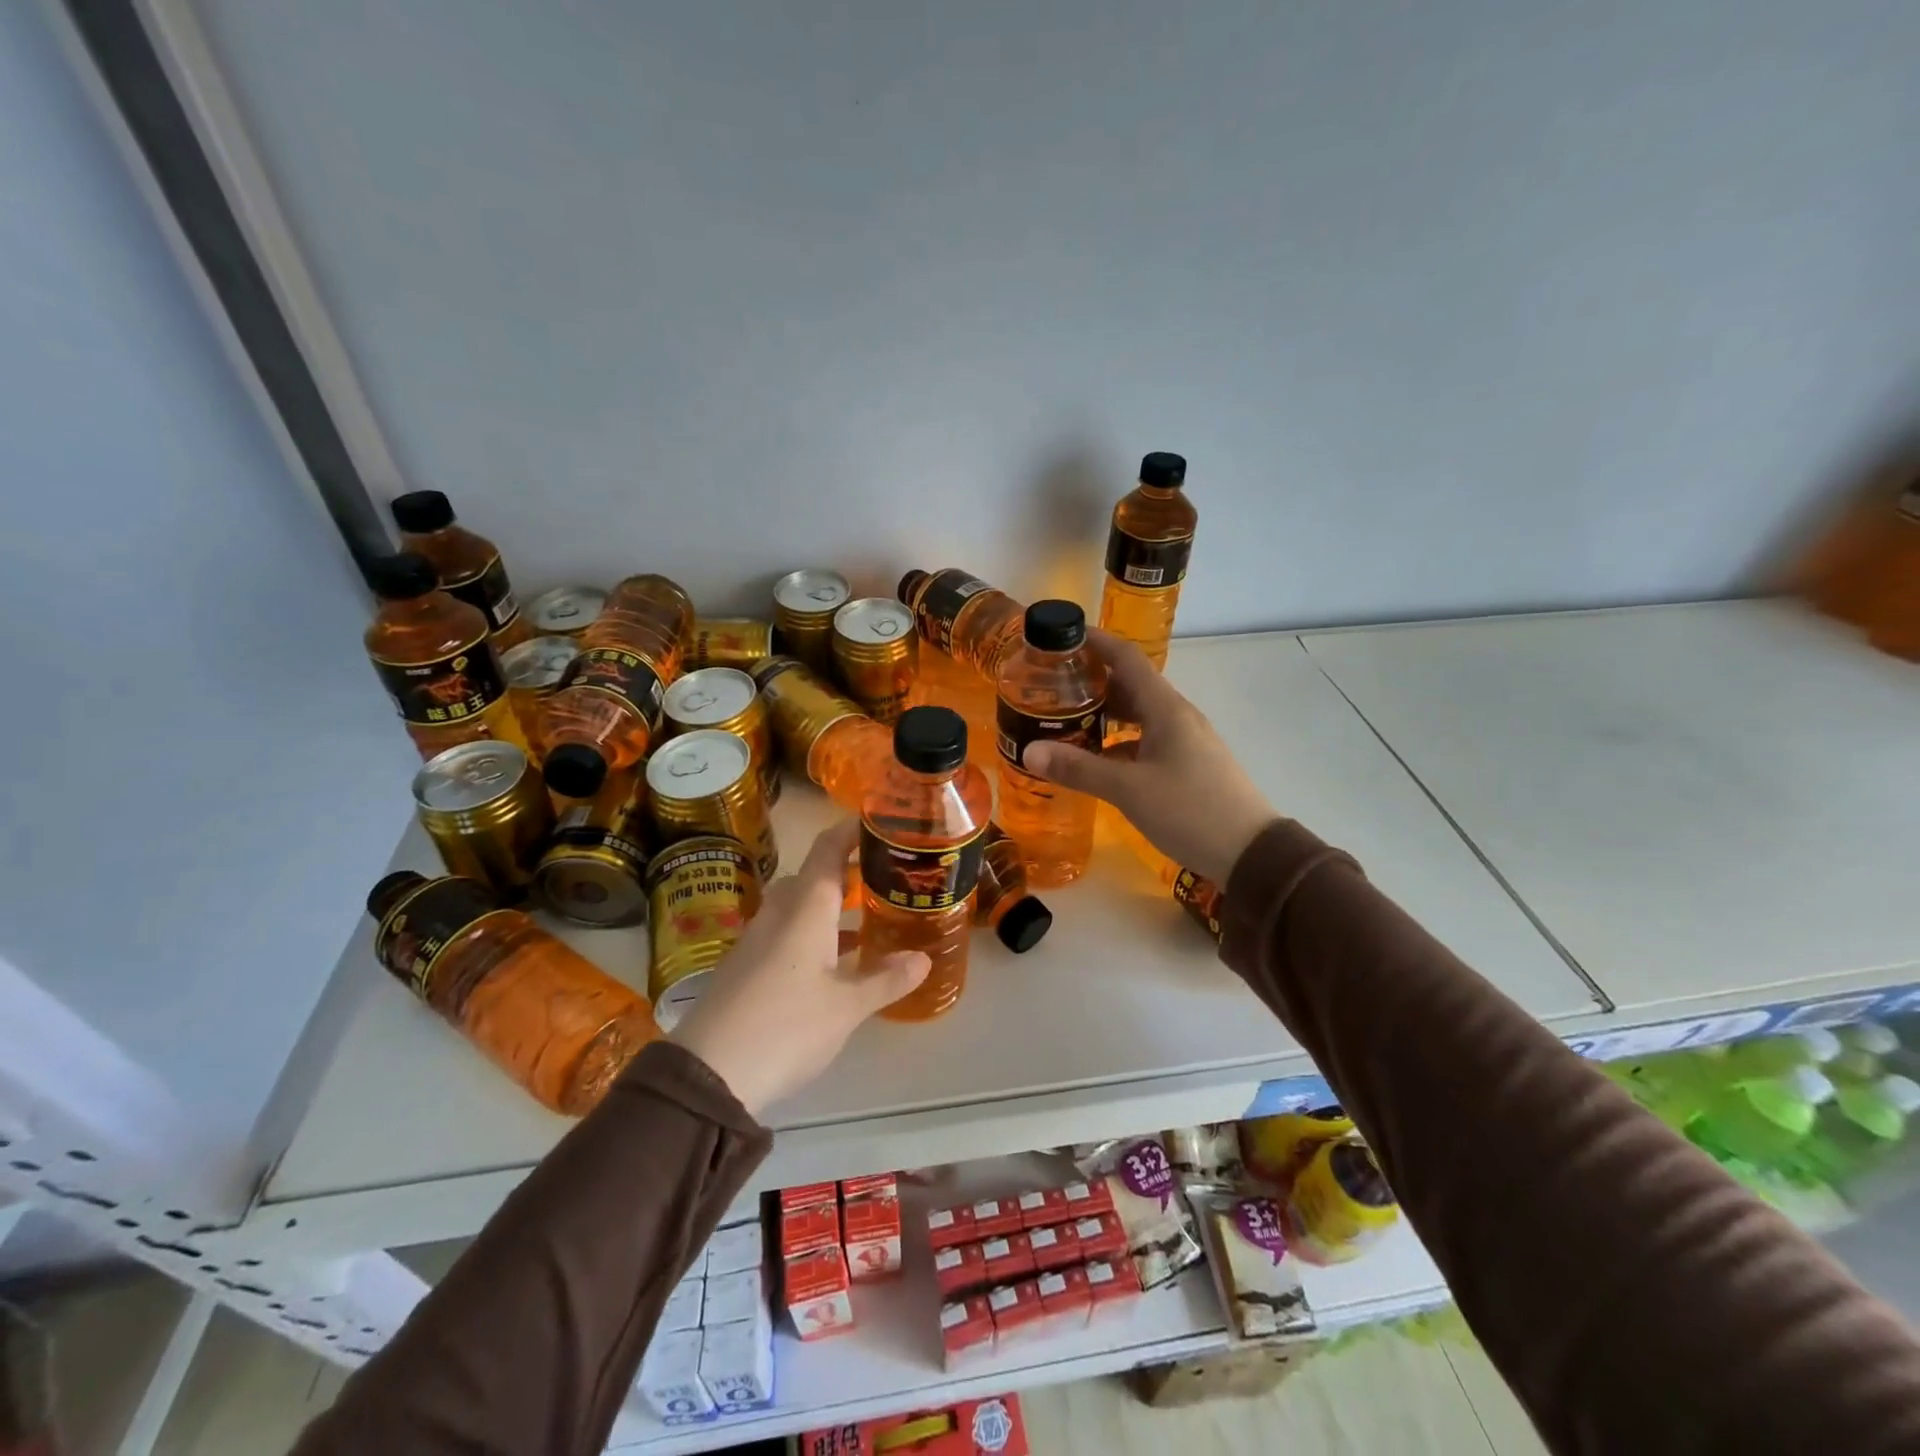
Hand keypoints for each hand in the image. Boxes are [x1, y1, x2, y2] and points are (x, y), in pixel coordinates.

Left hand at [670, 820, 928, 1115]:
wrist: (708, 1073)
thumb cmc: (786, 1026)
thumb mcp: (847, 1007)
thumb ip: (886, 980)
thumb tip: (923, 958)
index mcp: (805, 908)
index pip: (828, 849)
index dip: (851, 830)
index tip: (881, 824)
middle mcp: (779, 913)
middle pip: (812, 876)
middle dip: (846, 872)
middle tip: (883, 878)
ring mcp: (757, 939)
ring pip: (797, 906)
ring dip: (829, 906)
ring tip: (866, 918)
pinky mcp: (745, 966)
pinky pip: (785, 932)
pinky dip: (812, 933)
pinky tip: (832, 961)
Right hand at [1023, 629, 1276, 884]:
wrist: (1251, 853)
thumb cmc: (1190, 811)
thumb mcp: (1129, 790)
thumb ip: (1079, 769)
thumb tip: (1029, 751)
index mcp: (1166, 709)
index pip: (1127, 658)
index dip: (1096, 642)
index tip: (1061, 636)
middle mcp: (1176, 716)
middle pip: (1130, 685)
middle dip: (1092, 681)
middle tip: (1050, 687)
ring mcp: (1185, 741)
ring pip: (1138, 715)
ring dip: (1104, 714)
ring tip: (1065, 721)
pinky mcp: (1187, 764)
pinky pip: (1146, 740)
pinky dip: (1118, 742)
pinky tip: (1096, 760)